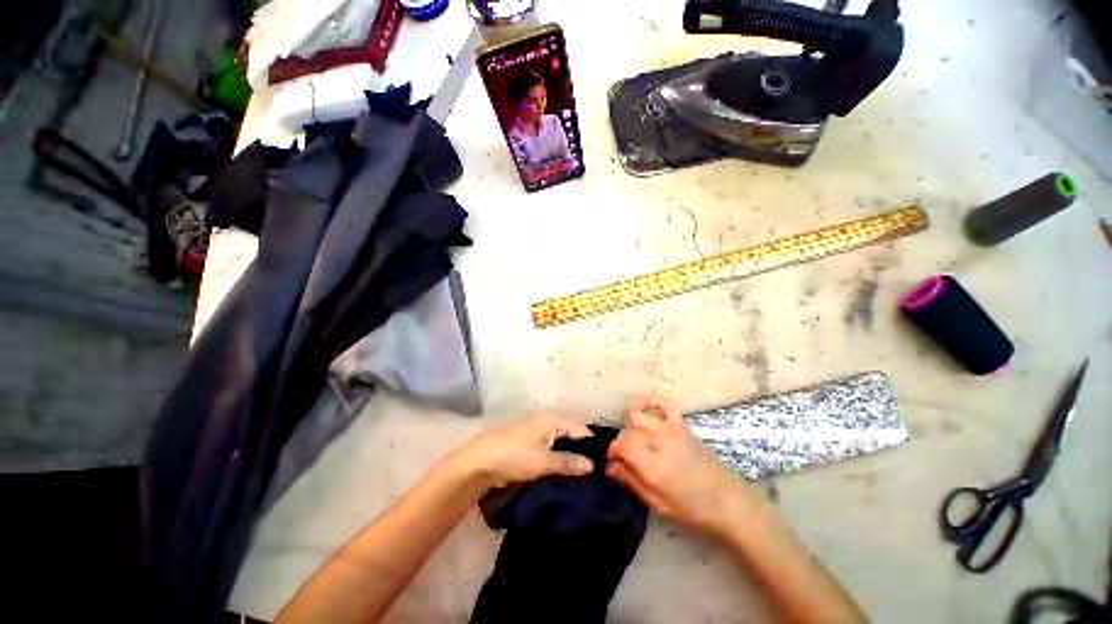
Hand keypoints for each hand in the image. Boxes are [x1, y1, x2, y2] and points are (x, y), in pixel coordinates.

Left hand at [452, 413, 594, 488]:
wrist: (482, 461)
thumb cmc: (516, 455)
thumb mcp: (544, 461)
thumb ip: (569, 462)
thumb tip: (592, 465)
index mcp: (553, 419)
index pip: (580, 428)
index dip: (592, 444)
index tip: (605, 463)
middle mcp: (547, 421)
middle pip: (571, 433)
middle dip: (582, 450)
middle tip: (596, 471)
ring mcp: (538, 432)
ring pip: (561, 441)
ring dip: (570, 455)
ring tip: (584, 474)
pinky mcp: (531, 443)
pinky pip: (551, 448)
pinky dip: (559, 457)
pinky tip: (565, 471)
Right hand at [607, 396, 763, 535]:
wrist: (729, 501)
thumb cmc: (693, 510)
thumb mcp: (658, 504)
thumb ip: (631, 481)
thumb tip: (609, 466)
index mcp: (656, 467)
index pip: (622, 445)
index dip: (612, 451)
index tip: (612, 461)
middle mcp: (662, 442)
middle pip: (628, 430)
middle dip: (621, 443)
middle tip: (626, 458)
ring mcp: (673, 429)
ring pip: (638, 415)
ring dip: (631, 426)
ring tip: (636, 440)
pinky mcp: (682, 424)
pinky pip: (662, 403)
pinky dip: (649, 403)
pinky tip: (644, 412)